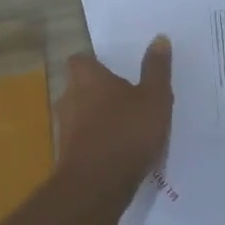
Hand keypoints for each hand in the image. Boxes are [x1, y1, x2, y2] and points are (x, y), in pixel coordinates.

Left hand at [55, 37, 172, 190]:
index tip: (115, 71)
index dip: (95, 64)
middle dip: (99, 92)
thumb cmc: (127, 132)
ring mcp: (64, 129)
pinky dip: (97, 143)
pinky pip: (83, 141)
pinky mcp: (67, 155)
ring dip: (98, 119)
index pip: (81, 60)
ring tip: (127, 128)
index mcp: (87, 78)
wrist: (96, 186)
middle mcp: (69, 98)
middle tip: (127, 99)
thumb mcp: (154, 98)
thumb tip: (159, 38)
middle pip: (80, 87)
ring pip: (80, 115)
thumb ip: (156, 69)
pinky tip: (119, 153)